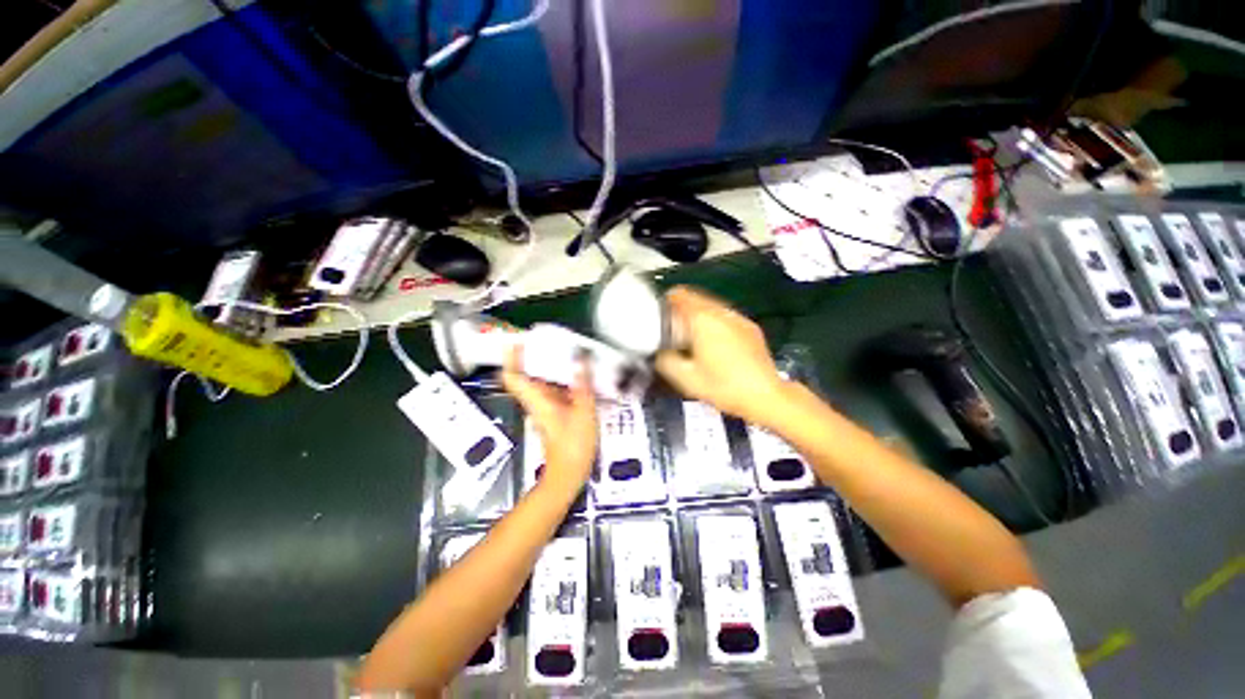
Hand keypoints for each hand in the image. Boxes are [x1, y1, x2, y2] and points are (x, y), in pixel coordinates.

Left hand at [501, 347, 596, 494]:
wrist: (569, 473)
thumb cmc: (573, 444)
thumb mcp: (584, 411)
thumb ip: (582, 384)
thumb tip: (580, 359)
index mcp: (537, 399)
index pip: (513, 376)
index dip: (512, 356)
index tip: (517, 339)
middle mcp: (536, 401)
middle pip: (528, 374)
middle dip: (534, 355)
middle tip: (549, 339)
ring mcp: (545, 407)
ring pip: (542, 381)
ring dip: (551, 366)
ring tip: (568, 350)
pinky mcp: (554, 413)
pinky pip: (554, 390)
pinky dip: (562, 379)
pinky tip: (579, 373)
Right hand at [656, 286, 787, 425]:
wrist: (765, 396)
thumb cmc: (723, 386)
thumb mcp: (685, 378)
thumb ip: (665, 360)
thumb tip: (658, 351)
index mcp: (703, 319)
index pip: (680, 295)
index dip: (667, 302)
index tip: (661, 316)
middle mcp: (721, 312)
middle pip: (696, 298)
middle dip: (682, 310)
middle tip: (675, 331)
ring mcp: (738, 318)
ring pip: (712, 307)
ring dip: (699, 316)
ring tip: (694, 338)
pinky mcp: (750, 327)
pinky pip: (726, 316)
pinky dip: (715, 323)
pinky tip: (715, 344)